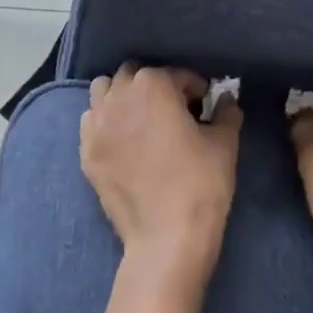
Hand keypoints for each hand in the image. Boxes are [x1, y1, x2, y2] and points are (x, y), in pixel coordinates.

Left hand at [83, 64, 241, 284]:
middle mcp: (119, 96)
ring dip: (122, 96)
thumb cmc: (200, 183)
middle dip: (154, 85)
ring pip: (104, 91)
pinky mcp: (86, 152)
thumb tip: (226, 100)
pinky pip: (91, 121)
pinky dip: (105, 121)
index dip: (195, 88)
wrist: (165, 238)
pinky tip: (123, 141)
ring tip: (142, 118)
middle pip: (134, 75)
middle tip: (173, 109)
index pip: (176, 74)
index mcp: (153, 85)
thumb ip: (226, 112)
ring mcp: (97, 124)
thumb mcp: (224, 143)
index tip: (205, 105)